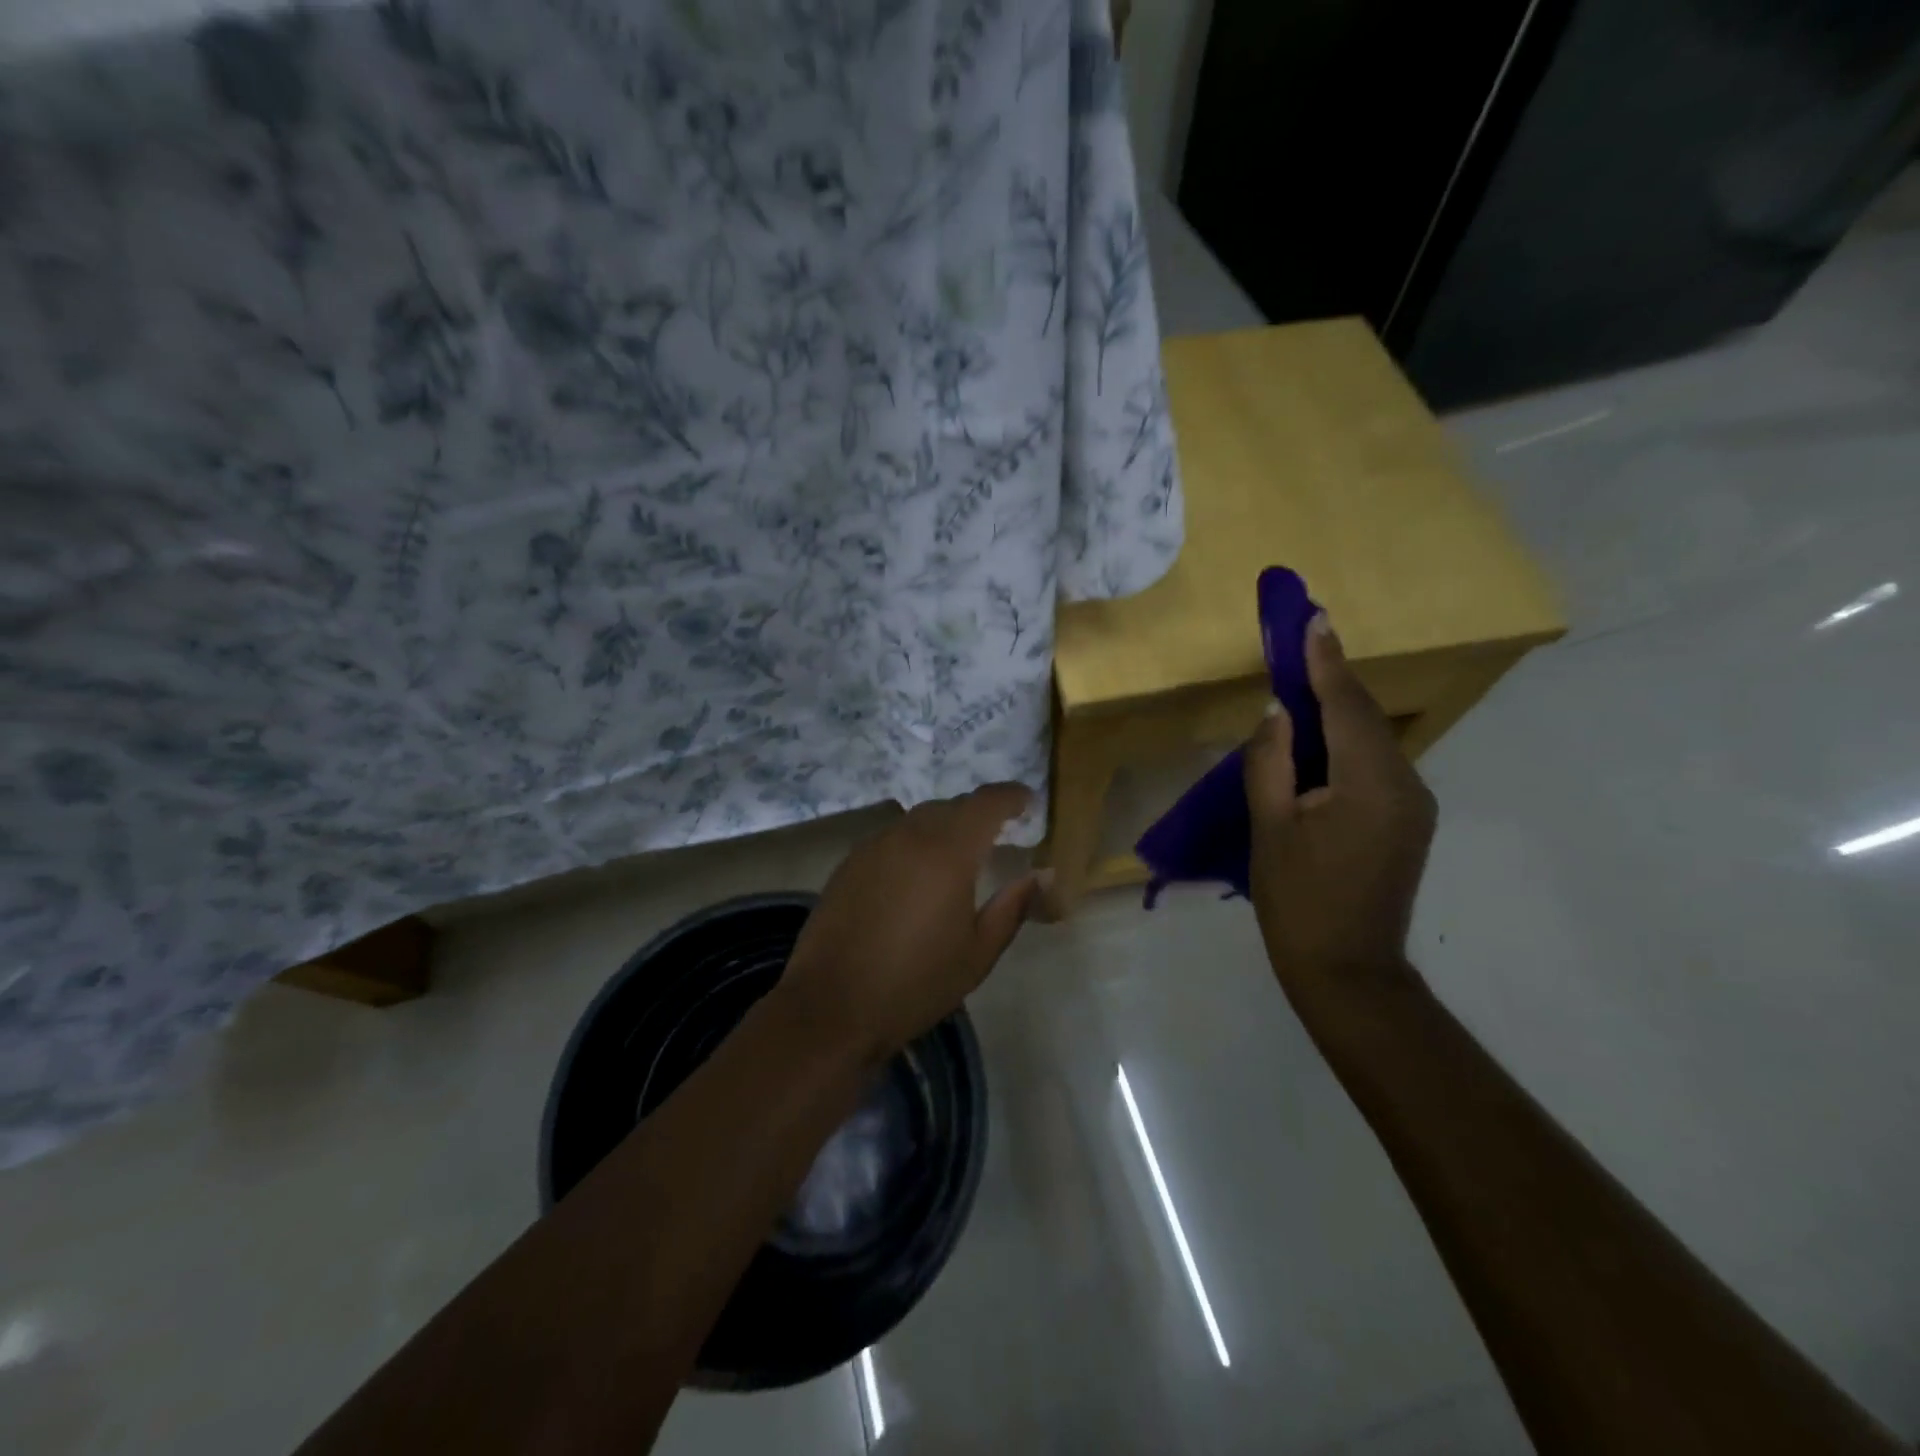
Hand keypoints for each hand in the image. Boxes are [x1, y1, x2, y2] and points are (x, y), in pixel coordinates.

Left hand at [776, 785, 1040, 1064]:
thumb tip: (1042, 874)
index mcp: (948, 853)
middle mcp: (909, 836)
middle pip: (951, 806)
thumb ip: (1013, 907)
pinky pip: (892, 838)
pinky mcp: (849, 863)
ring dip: (944, 826)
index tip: (1028, 801)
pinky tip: (917, 874)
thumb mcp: (978, 953)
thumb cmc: (915, 984)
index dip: (1011, 796)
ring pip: (918, 819)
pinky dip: (914, 843)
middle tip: (999, 833)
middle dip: (978, 813)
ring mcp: (874, 846)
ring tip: (959, 855)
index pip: (985, 803)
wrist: (831, 1007)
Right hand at [1244, 615, 1436, 1003]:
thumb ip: (1271, 761)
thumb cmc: (1296, 899)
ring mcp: (1414, 804)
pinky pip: (1374, 765)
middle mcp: (1406, 784)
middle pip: (1365, 717)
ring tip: (1303, 681)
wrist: (1346, 971)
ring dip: (1337, 711)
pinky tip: (1318, 739)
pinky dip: (1345, 743)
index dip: (1326, 660)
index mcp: (1371, 784)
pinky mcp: (1408, 821)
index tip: (1314, 617)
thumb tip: (1279, 711)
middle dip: (1331, 678)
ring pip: (1371, 740)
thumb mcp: (1269, 827)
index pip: (1347, 705)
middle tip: (1302, 639)